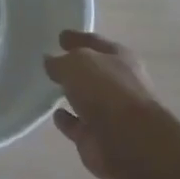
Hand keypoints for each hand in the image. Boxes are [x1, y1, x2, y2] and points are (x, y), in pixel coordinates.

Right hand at [45, 31, 179, 178]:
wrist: (130, 142)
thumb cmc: (107, 91)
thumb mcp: (77, 65)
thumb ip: (60, 62)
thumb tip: (50, 61)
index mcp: (120, 58)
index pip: (94, 42)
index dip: (77, 38)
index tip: (60, 36)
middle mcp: (118, 83)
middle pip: (92, 71)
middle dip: (75, 67)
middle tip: (50, 61)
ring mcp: (109, 112)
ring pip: (85, 98)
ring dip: (71, 94)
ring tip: (49, 86)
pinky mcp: (97, 138)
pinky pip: (77, 125)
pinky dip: (67, 120)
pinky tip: (54, 114)